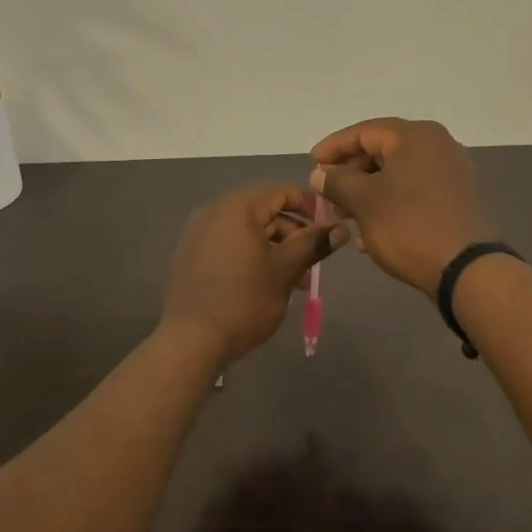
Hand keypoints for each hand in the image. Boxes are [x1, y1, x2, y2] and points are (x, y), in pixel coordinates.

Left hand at [160, 183, 347, 366]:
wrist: (191, 340)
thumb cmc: (244, 300)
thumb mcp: (285, 270)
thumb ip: (313, 244)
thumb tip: (341, 228)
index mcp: (237, 208)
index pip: (281, 191)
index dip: (309, 207)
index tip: (327, 230)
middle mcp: (213, 212)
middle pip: (263, 211)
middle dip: (292, 234)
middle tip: (312, 263)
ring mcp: (197, 234)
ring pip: (246, 231)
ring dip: (274, 248)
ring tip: (293, 281)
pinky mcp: (190, 256)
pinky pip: (228, 244)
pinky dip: (250, 255)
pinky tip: (264, 283)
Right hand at [309, 118, 493, 293]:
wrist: (465, 268)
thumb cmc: (409, 226)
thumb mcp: (364, 202)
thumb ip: (337, 182)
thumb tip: (319, 174)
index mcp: (416, 137)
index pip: (365, 131)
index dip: (333, 147)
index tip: (311, 164)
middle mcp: (438, 146)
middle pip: (383, 151)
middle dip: (350, 174)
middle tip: (327, 194)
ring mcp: (452, 174)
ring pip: (398, 175)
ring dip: (367, 193)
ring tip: (344, 216)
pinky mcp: (457, 201)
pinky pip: (415, 194)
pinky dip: (390, 205)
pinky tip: (369, 233)